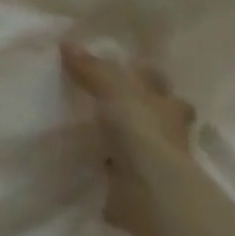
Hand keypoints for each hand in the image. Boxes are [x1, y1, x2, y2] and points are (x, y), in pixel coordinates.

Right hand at [62, 40, 199, 235]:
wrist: (150, 192)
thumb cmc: (141, 132)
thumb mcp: (113, 90)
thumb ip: (92, 69)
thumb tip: (67, 43)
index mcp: (166, 103)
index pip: (156, 81)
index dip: (142, 72)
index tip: (124, 65)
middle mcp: (167, 130)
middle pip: (154, 112)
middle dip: (138, 106)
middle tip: (108, 98)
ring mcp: (157, 161)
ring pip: (140, 140)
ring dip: (125, 137)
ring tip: (94, 128)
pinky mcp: (139, 185)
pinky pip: (122, 169)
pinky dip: (111, 166)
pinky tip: (92, 161)